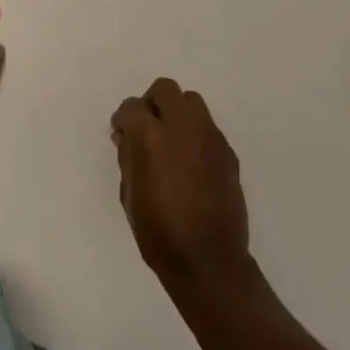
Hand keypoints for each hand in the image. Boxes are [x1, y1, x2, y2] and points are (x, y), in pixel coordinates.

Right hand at [111, 78, 250, 284]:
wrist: (208, 260)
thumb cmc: (159, 232)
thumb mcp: (129, 195)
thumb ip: (128, 158)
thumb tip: (128, 137)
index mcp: (151, 137)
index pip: (132, 106)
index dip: (123, 118)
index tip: (121, 134)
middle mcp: (183, 127)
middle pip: (165, 89)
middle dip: (151, 103)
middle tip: (145, 129)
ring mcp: (210, 136)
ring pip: (191, 100)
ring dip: (176, 112)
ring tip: (170, 141)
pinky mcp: (228, 151)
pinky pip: (208, 126)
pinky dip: (194, 132)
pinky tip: (190, 161)